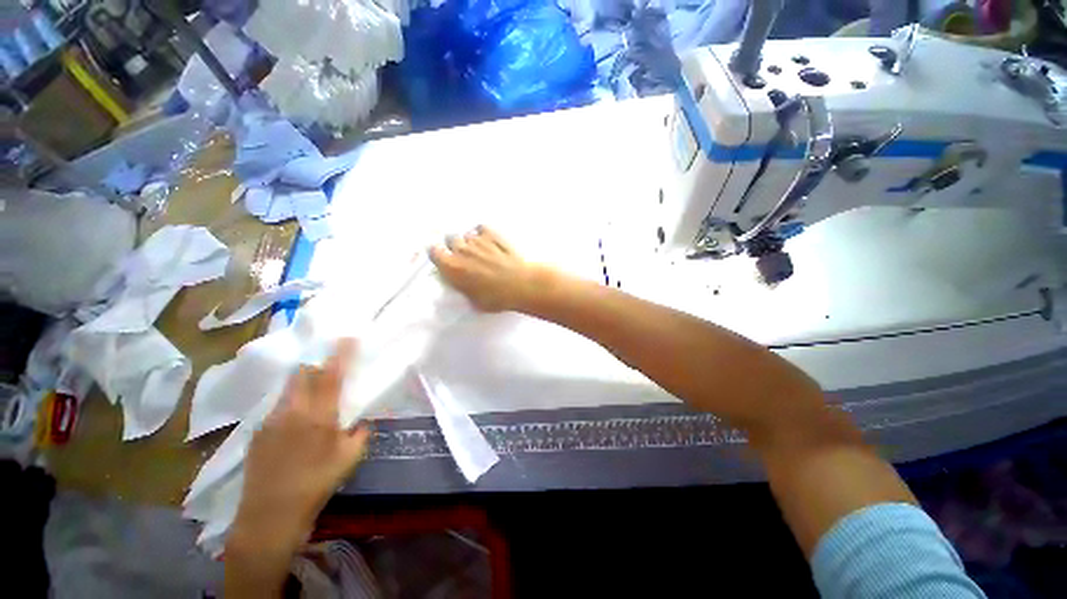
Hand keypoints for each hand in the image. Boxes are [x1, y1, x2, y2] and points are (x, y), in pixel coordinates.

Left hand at [229, 339, 371, 556]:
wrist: (269, 515)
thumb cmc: (316, 485)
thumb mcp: (349, 459)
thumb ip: (359, 433)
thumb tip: (361, 420)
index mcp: (319, 415)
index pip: (331, 375)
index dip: (340, 353)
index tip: (348, 337)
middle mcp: (292, 410)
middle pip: (302, 373)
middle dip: (317, 363)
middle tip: (329, 366)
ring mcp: (271, 420)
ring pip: (289, 388)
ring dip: (303, 383)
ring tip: (313, 394)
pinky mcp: (257, 432)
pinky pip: (278, 406)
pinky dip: (291, 404)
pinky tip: (295, 424)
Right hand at [429, 225, 550, 312]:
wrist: (521, 284)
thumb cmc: (496, 298)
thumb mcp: (473, 300)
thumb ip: (462, 286)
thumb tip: (459, 281)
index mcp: (452, 267)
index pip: (433, 251)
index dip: (438, 254)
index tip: (444, 259)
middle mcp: (461, 250)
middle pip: (450, 239)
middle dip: (455, 246)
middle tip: (465, 257)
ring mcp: (477, 240)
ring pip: (467, 235)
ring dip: (470, 241)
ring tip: (481, 251)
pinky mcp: (493, 234)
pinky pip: (481, 228)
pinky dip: (483, 233)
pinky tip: (490, 241)